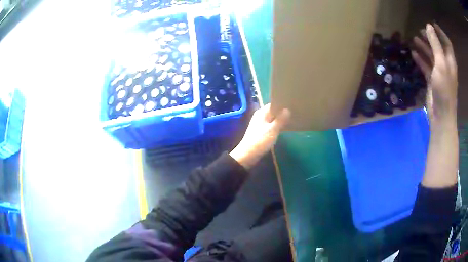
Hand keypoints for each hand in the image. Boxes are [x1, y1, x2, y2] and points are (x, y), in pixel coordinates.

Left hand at [230, 104, 290, 168]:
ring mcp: (259, 124)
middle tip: (294, 112)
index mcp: (261, 112)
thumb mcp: (273, 129)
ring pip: (272, 118)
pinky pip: (270, 125)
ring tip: (291, 119)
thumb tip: (287, 109)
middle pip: (273, 111)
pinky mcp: (260, 131)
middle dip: (282, 112)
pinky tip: (283, 127)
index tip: (292, 105)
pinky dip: (276, 125)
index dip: (282, 104)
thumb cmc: (261, 140)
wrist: (248, 154)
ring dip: (280, 119)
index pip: (273, 104)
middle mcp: (260, 116)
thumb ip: (280, 119)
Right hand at [412, 23, 457, 126]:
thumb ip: (436, 44)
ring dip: (424, 47)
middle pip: (438, 47)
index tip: (432, 24)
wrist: (441, 115)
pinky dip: (420, 60)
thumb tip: (428, 26)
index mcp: (450, 61)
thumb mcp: (441, 63)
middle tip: (420, 30)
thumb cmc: (444, 89)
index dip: (440, 32)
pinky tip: (413, 54)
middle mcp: (445, 65)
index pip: (447, 42)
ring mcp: (439, 73)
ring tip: (414, 39)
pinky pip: (426, 66)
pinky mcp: (432, 80)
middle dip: (430, 38)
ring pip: (431, 56)